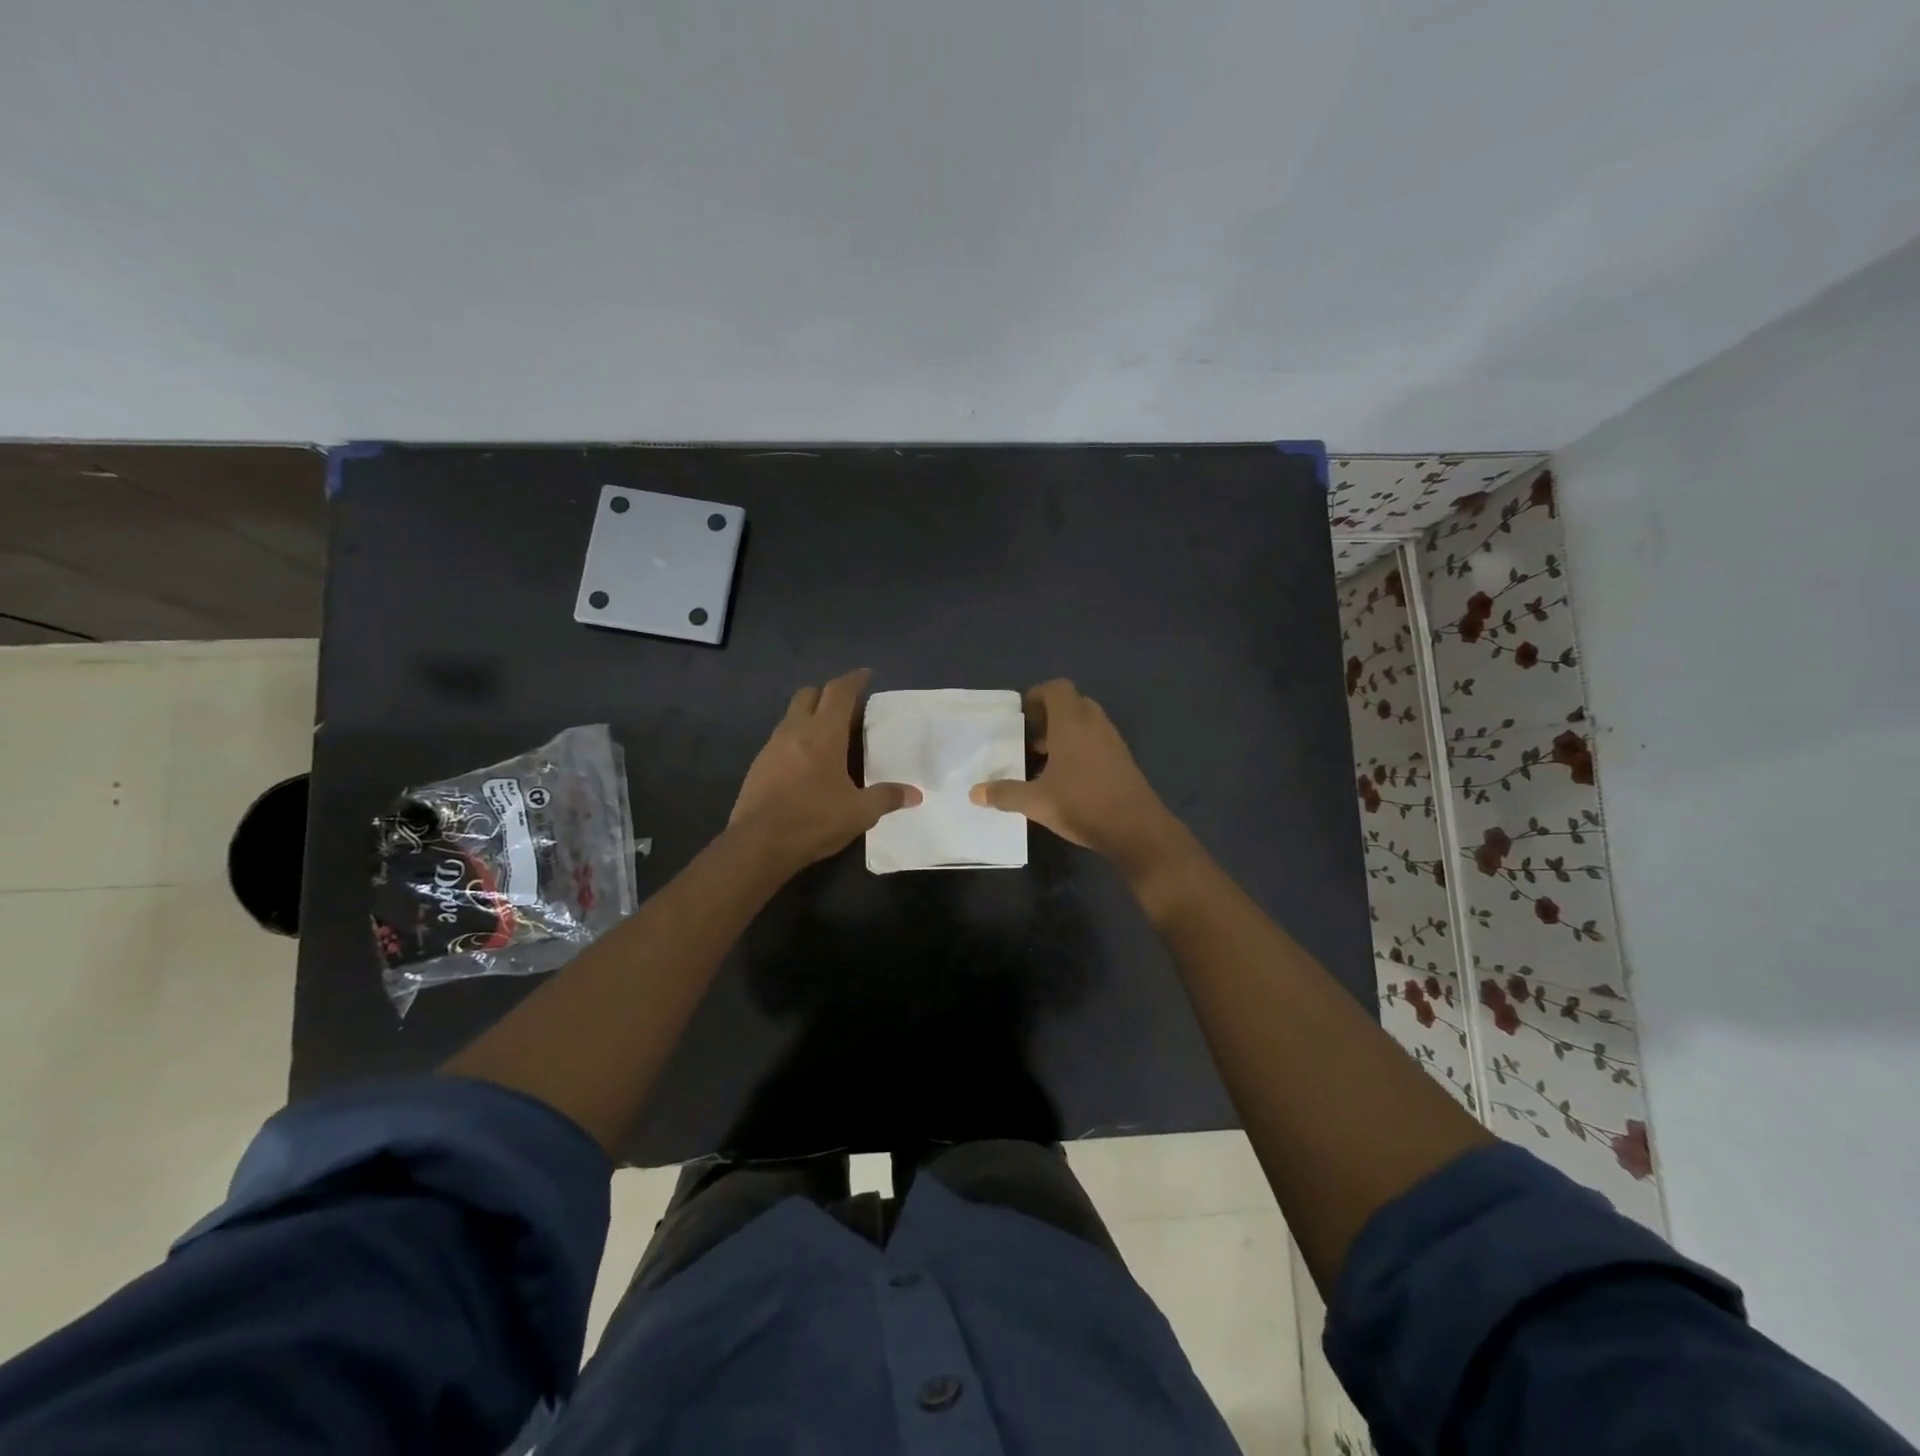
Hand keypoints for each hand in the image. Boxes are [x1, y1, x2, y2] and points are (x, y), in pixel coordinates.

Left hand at [730, 669, 920, 870]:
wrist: (758, 844)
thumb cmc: (814, 820)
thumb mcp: (859, 813)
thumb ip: (887, 798)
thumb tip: (915, 794)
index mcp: (823, 734)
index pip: (839, 692)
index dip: (854, 680)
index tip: (866, 675)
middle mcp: (795, 731)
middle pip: (809, 695)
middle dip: (828, 693)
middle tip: (847, 706)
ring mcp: (771, 747)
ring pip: (791, 717)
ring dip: (810, 716)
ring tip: (829, 735)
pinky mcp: (758, 766)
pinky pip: (780, 740)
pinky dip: (796, 739)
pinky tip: (807, 763)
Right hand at [969, 679, 1184, 871]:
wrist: (1136, 829)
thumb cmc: (1082, 803)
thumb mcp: (1036, 802)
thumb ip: (1004, 794)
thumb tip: (974, 793)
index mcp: (1072, 722)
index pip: (1057, 688)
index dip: (1037, 695)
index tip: (1021, 717)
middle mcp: (1094, 724)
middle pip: (1071, 704)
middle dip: (1048, 717)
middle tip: (1028, 739)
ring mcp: (1112, 741)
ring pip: (1084, 723)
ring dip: (1063, 734)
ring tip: (1042, 760)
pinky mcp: (1121, 759)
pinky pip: (1095, 741)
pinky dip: (1078, 748)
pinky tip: (1064, 778)